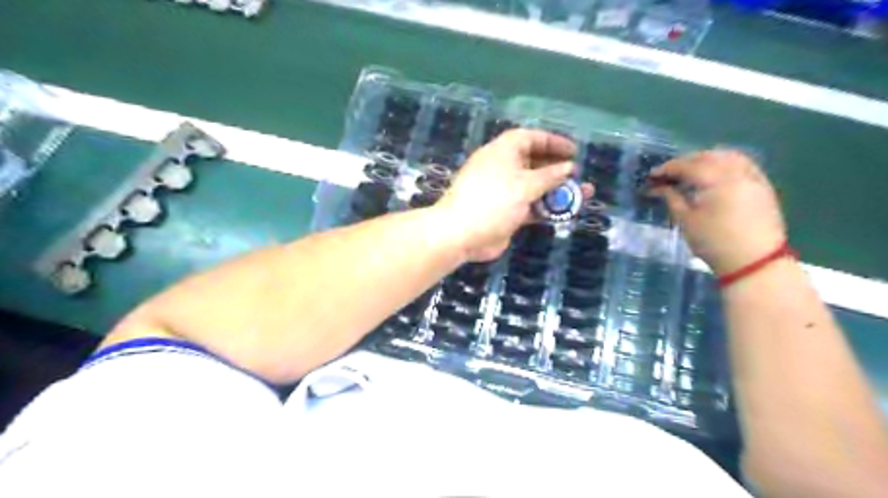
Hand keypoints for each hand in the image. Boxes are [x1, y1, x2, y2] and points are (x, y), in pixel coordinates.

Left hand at [435, 128, 579, 259]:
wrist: (461, 234)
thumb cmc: (493, 201)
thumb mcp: (525, 185)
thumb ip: (550, 176)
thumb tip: (568, 168)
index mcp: (502, 151)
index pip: (530, 138)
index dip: (553, 141)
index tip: (574, 151)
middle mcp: (503, 168)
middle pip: (534, 162)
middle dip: (557, 167)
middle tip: (578, 173)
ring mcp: (504, 191)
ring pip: (535, 186)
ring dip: (557, 190)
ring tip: (583, 193)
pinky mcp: (506, 212)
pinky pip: (531, 205)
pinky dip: (546, 207)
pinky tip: (564, 211)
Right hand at [650, 152, 786, 275]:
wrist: (754, 261)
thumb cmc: (714, 242)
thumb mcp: (686, 221)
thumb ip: (671, 198)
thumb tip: (657, 187)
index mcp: (716, 180)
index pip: (687, 166)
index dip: (667, 169)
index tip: (651, 176)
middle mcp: (736, 172)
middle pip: (708, 156)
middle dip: (685, 162)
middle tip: (668, 174)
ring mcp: (753, 177)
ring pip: (727, 156)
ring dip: (706, 159)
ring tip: (690, 172)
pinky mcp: (762, 186)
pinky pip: (742, 164)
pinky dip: (724, 164)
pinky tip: (714, 175)